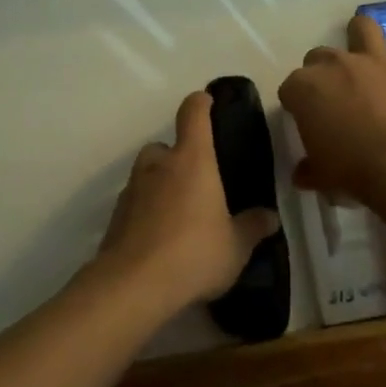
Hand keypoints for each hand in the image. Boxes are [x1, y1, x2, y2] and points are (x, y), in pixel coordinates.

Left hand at [94, 90, 280, 312]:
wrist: (133, 285)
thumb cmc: (194, 253)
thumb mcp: (236, 246)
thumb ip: (253, 227)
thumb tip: (270, 217)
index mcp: (192, 160)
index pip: (193, 113)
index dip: (201, 102)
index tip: (208, 101)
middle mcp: (159, 165)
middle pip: (165, 146)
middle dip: (179, 157)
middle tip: (198, 182)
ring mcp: (132, 189)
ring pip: (147, 174)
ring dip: (160, 185)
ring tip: (180, 214)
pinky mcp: (115, 217)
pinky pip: (135, 203)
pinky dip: (146, 211)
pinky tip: (160, 238)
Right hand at [279, 14, 385, 198]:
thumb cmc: (351, 170)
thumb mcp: (321, 176)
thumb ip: (309, 170)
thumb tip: (302, 174)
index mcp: (304, 88)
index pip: (290, 89)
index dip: (297, 104)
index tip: (305, 120)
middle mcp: (335, 64)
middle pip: (318, 56)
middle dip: (322, 72)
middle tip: (333, 96)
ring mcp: (373, 60)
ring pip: (362, 27)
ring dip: (362, 36)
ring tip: (366, 54)